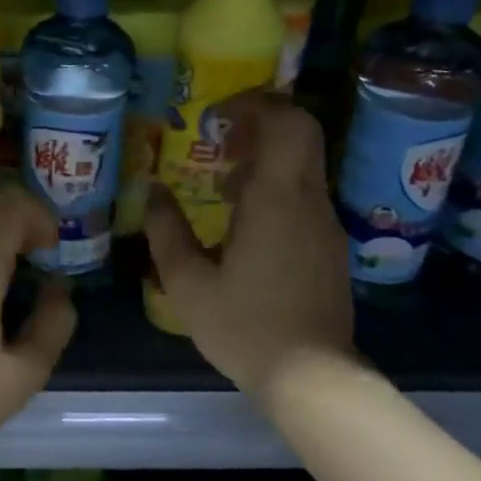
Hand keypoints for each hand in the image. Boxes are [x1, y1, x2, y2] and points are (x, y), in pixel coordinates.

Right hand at [144, 94, 355, 402]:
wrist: (312, 377)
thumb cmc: (245, 327)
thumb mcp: (187, 283)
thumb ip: (165, 231)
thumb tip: (152, 190)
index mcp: (276, 200)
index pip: (287, 122)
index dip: (255, 103)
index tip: (217, 115)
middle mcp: (309, 201)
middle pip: (301, 133)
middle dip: (259, 123)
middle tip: (217, 140)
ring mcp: (324, 224)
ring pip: (302, 165)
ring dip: (263, 159)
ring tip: (218, 185)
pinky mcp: (328, 246)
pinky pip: (303, 195)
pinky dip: (274, 188)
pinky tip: (241, 223)